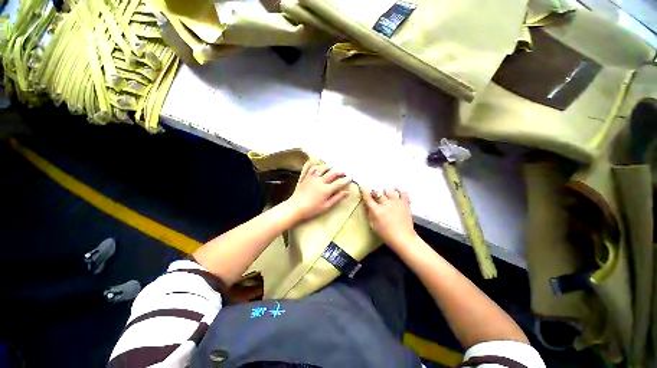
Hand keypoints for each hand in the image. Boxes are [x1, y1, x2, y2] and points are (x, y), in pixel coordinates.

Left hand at [285, 164, 350, 220]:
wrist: (295, 207)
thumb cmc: (312, 209)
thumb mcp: (326, 206)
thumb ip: (337, 198)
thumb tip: (347, 192)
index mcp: (326, 189)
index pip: (339, 183)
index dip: (346, 180)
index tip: (350, 178)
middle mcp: (321, 181)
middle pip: (333, 173)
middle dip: (340, 172)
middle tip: (344, 172)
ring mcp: (313, 178)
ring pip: (323, 168)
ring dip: (330, 167)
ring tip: (334, 167)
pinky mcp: (307, 177)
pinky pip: (313, 168)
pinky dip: (318, 166)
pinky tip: (320, 167)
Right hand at [361, 187, 416, 248]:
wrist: (403, 238)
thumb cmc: (386, 234)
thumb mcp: (373, 226)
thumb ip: (370, 214)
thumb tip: (368, 206)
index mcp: (377, 211)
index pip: (368, 198)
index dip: (364, 191)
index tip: (362, 186)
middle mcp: (385, 204)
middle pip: (378, 193)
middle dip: (375, 193)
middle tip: (375, 195)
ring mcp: (396, 202)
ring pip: (389, 191)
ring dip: (385, 192)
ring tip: (385, 194)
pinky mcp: (405, 203)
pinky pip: (402, 192)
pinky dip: (399, 190)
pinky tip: (396, 189)